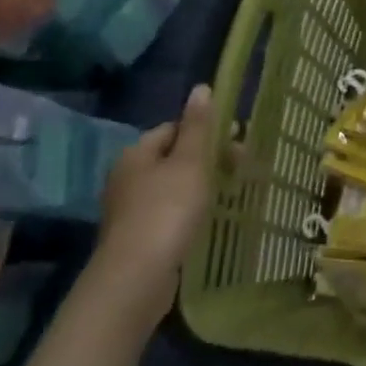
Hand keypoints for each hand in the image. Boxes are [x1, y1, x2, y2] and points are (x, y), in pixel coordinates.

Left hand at [93, 85, 220, 328]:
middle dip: (206, 160)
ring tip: (228, 195)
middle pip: (173, 158)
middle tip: (238, 169)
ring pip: (172, 187)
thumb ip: (198, 126)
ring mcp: (129, 210)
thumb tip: (201, 88)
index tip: (235, 143)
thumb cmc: (167, 210)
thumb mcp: (190, 162)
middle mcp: (127, 178)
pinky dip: (188, 212)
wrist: (136, 278)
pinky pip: (168, 214)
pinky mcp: (137, 238)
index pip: (173, 129)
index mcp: (136, 154)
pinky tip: (206, 221)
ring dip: (199, 188)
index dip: (205, 131)